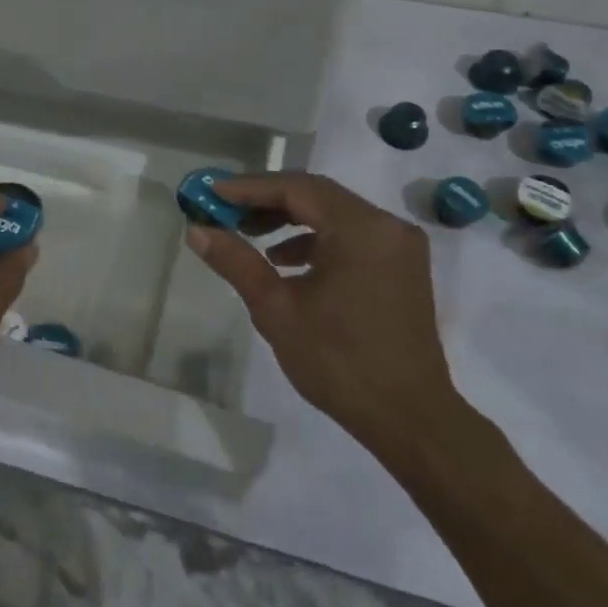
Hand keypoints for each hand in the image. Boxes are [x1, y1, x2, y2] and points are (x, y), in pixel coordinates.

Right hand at [185, 171, 457, 446]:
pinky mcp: (402, 266)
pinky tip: (286, 261)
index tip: (211, 190)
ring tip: (249, 235)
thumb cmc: (339, 362)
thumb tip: (197, 230)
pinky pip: (351, 235)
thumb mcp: (277, 310)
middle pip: (317, 195)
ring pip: (334, 214)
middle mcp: (386, 225)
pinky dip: (316, 239)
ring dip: (290, 218)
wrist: (410, 419)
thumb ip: (237, 262)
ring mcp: (399, 245)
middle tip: (225, 210)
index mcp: (361, 229)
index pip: (297, 188)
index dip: (249, 187)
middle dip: (267, 200)